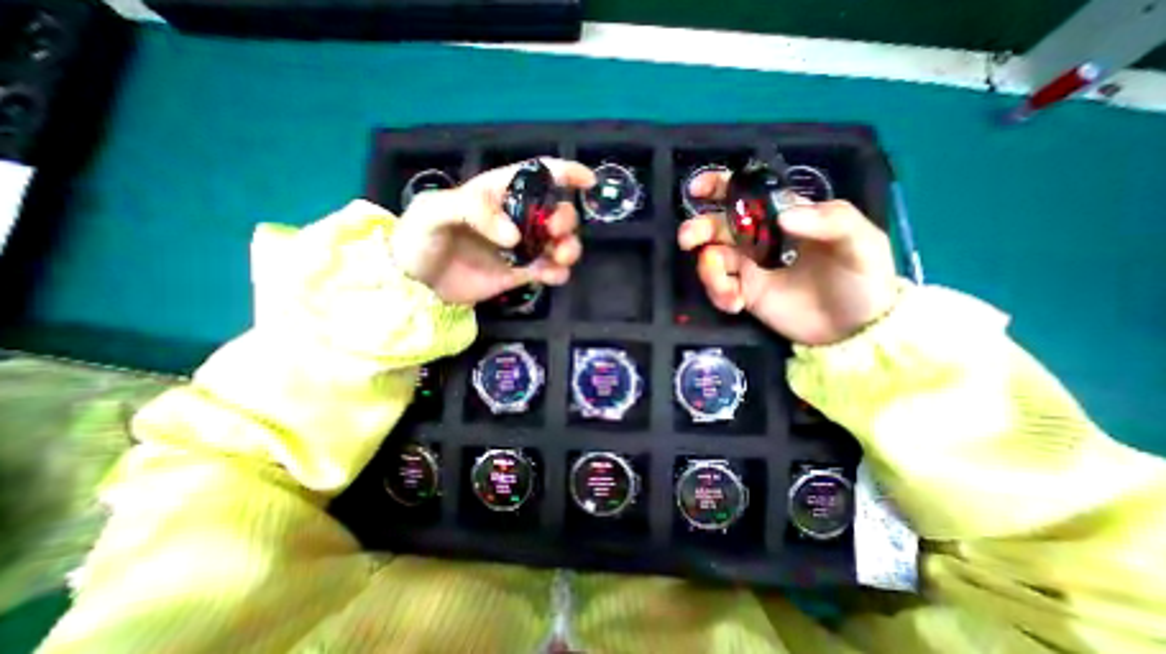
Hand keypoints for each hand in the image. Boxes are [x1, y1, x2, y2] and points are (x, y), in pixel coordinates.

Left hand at [392, 159, 594, 306]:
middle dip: (565, 219)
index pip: (538, 174)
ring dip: (570, 247)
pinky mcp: (522, 273)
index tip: (588, 182)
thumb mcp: (434, 212)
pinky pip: (550, 270)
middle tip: (555, 231)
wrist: (415, 285)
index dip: (566, 173)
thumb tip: (515, 237)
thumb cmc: (419, 239)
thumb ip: (473, 210)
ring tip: (561, 258)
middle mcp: (516, 218)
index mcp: (499, 193)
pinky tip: (551, 276)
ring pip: (560, 243)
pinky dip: (558, 273)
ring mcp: (522, 248)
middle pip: (557, 211)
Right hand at [674, 172, 899, 346]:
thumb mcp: (863, 243)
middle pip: (718, 226)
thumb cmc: (862, 278)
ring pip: (711, 259)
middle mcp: (759, 238)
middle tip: (688, 239)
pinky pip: (718, 288)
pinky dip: (719, 295)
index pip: (748, 193)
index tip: (697, 189)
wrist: (853, 330)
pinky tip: (736, 306)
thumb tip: (782, 215)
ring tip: (729, 294)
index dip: (720, 186)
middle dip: (699, 229)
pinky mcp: (743, 293)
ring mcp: (748, 267)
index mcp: (784, 215)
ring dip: (709, 273)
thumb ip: (831, 221)